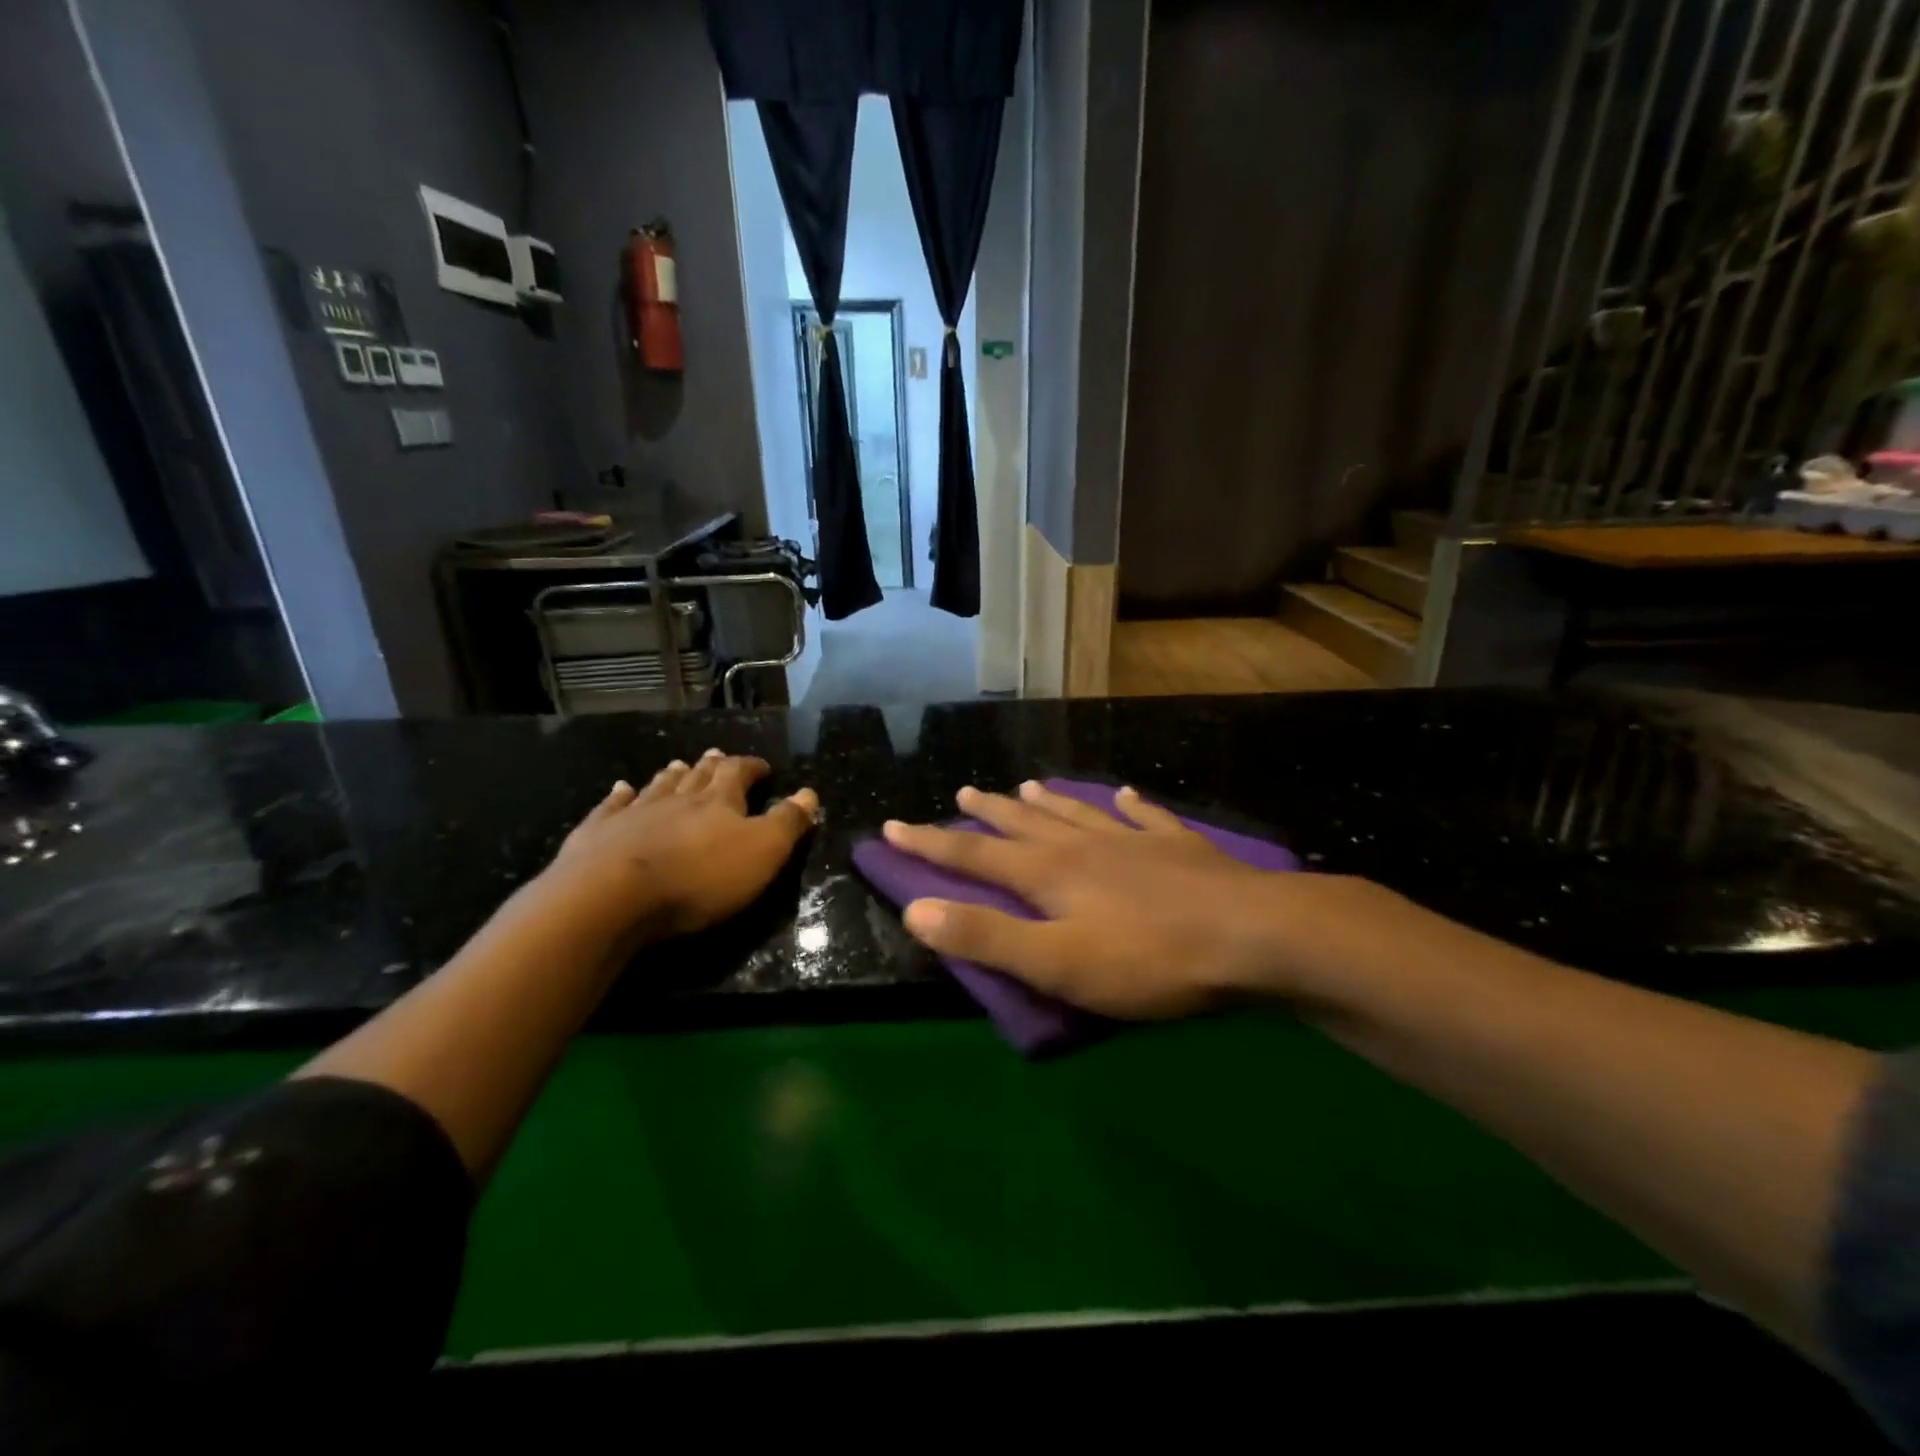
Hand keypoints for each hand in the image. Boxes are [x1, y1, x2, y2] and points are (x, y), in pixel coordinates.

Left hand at [544, 750, 817, 941]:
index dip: (752, 767)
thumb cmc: (699, 878)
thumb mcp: (762, 853)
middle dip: (711, 766)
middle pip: (697, 776)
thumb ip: (787, 822)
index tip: (763, 767)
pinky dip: (620, 796)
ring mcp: (634, 813)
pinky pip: (612, 806)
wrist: (611, 897)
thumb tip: (810, 792)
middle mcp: (677, 798)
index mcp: (719, 802)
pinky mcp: (597, 833)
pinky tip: (621, 789)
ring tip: (678, 766)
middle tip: (717, 756)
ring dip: (672, 776)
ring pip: (658, 786)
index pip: (739, 773)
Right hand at [882, 781, 1384, 1017]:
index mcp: (1049, 874)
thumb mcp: (1057, 963)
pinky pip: (1147, 817)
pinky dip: (1131, 806)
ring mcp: (1135, 842)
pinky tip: (1126, 794)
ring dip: (1048, 802)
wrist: (1254, 935)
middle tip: (964, 792)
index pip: (974, 854)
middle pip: (1024, 824)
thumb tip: (915, 909)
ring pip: (1078, 814)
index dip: (930, 842)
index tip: (893, 826)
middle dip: (988, 812)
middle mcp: (1084, 847)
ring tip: (1026, 786)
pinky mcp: (1180, 849)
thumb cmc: (1149, 959)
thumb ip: (986, 937)